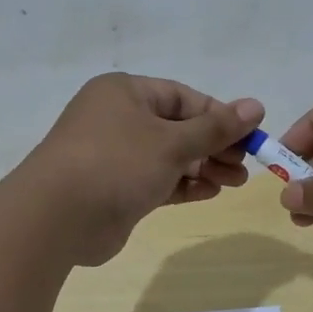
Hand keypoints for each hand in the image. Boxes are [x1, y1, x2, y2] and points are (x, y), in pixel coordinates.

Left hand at [17, 73, 263, 265]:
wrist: (57, 218)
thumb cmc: (116, 164)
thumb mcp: (172, 142)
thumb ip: (216, 128)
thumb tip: (256, 106)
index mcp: (125, 93)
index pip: (183, 97)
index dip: (219, 115)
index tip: (250, 136)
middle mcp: (118, 119)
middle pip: (177, 128)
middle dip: (214, 146)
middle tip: (244, 166)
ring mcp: (114, 156)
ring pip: (169, 157)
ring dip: (203, 167)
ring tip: (235, 182)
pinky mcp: (115, 189)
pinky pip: (157, 181)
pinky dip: (183, 185)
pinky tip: (209, 193)